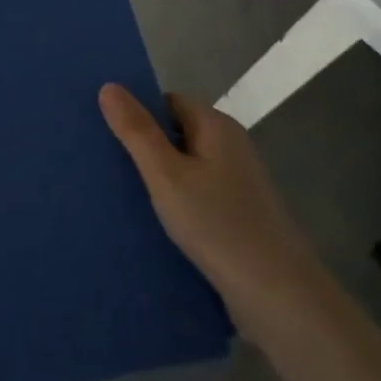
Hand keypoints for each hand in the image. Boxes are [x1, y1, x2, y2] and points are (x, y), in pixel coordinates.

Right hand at [99, 84, 322, 333]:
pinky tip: (150, 221)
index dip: (138, 112)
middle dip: (143, 146)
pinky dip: (174, 202)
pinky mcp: (238, 215)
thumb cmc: (217, 224)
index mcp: (217, 126)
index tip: (104, 131)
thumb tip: (109, 85)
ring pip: (185, 167)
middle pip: (177, 133)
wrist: (276, 294)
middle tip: (103, 162)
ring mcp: (237, 183)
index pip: (169, 101)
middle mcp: (230, 147)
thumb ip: (136, 131)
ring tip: (117, 192)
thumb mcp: (165, 174)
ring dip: (157, 178)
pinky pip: (196, 195)